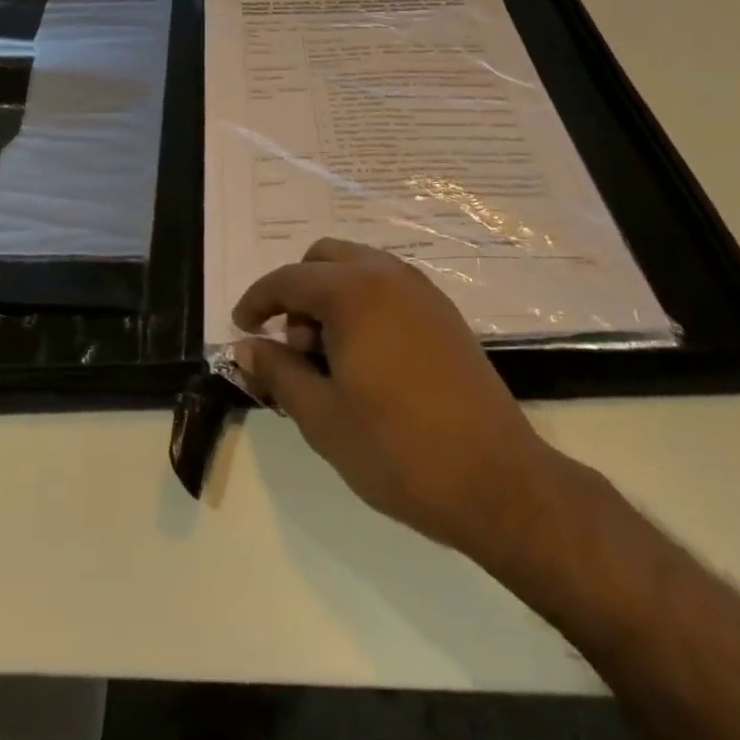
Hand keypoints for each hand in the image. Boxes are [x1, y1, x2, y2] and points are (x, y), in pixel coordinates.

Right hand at [232, 238, 570, 564]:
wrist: (496, 481)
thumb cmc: (397, 449)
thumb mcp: (321, 415)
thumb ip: (278, 371)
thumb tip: (246, 346)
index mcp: (353, 291)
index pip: (288, 279)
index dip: (257, 301)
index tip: (242, 327)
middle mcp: (387, 274)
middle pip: (324, 259)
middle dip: (297, 292)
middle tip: (291, 345)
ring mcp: (422, 290)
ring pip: (359, 268)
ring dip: (331, 296)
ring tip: (327, 357)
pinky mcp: (445, 312)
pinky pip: (389, 287)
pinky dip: (363, 304)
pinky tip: (365, 358)